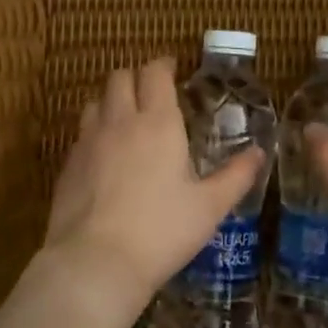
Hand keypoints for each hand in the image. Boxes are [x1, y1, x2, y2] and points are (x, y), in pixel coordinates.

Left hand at [41, 57, 266, 318]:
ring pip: (96, 102)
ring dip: (112, 101)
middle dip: (136, 77)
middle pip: (120, 78)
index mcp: (157, 123)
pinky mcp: (68, 165)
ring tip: (127, 120)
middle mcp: (119, 122)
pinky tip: (106, 156)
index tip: (173, 69)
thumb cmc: (162, 231)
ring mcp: (88, 142)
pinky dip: (95, 131)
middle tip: (152, 93)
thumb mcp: (210, 207)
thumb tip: (259, 152)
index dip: (163, 65)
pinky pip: (81, 133)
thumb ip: (236, 176)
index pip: (155, 73)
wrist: (96, 262)